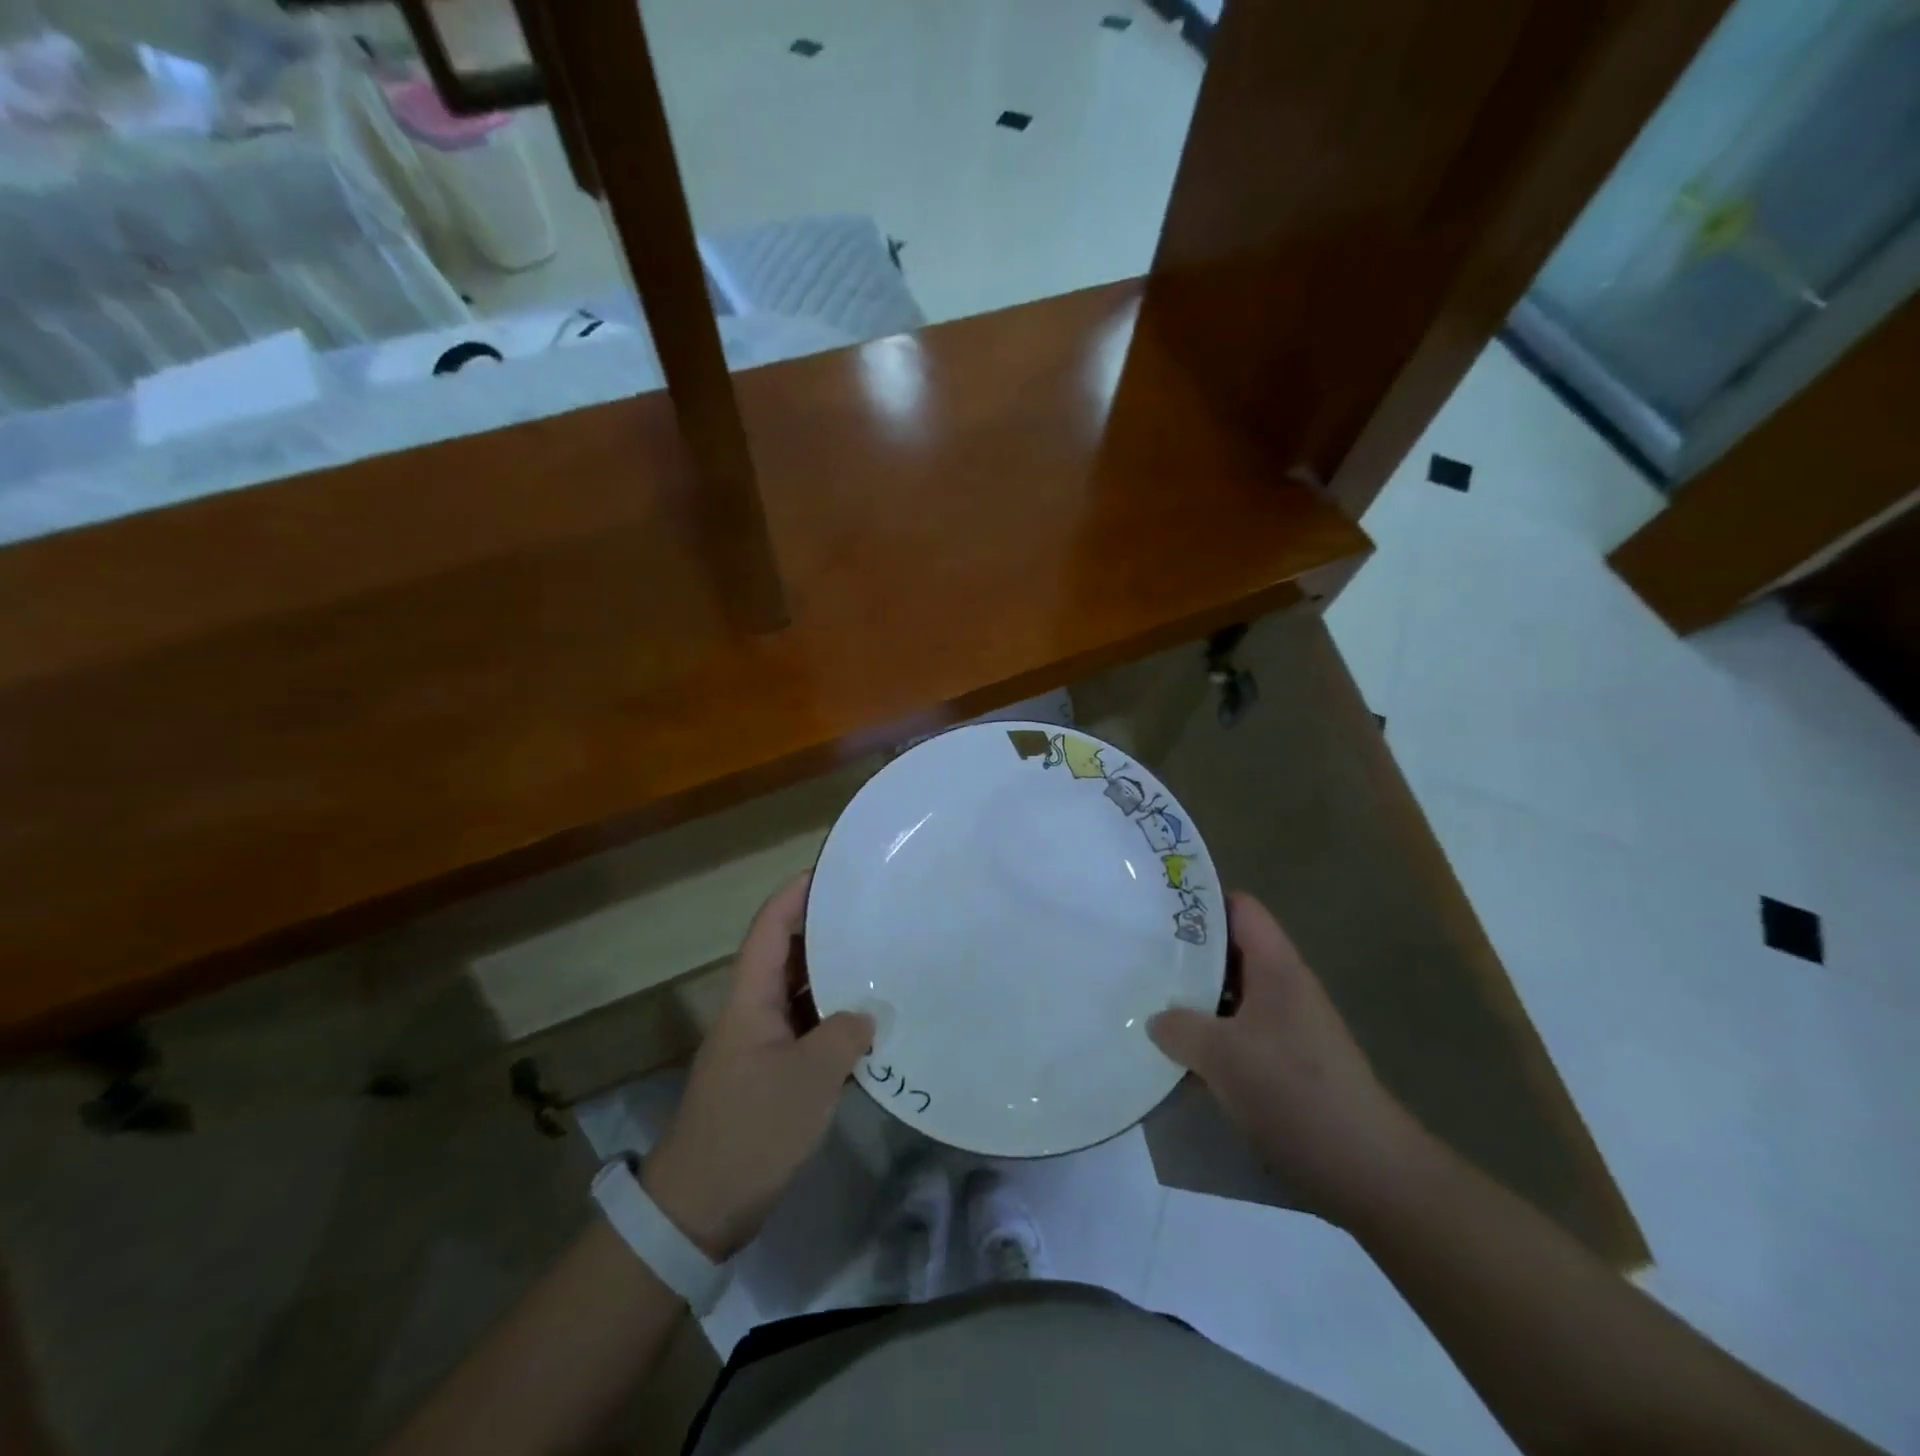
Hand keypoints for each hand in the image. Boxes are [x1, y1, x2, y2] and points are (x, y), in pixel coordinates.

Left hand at [642, 873, 872, 1260]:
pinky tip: (869, 1025)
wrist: (700, 1207)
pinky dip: (834, 1022)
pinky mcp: (770, 1075)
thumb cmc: (752, 1128)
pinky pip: (806, 1031)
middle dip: (824, 931)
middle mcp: (752, 1011)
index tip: (831, 872)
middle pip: (786, 955)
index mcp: (750, 999)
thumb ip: (845, 1035)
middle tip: (871, 914)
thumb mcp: (810, 1077)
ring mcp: (760, 1044)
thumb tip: (870, 1012)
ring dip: (833, 978)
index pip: (770, 928)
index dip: (795, 895)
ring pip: (799, 995)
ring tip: (879, 960)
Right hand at [1149, 891, 1424, 1223]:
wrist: (1365, 1170)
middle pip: (1231, 952)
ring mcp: (1288, 1028)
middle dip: (1187, 954)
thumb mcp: (1221, 1055)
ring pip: (1231, 997)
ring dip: (1195, 1001)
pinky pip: (1239, 1035)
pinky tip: (1178, 1057)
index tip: (1157, 909)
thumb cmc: (1293, 1092)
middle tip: (1141, 957)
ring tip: (1147, 1003)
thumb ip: (1179, 1028)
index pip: (1240, 909)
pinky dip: (1210, 1039)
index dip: (1201, 902)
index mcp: (1277, 968)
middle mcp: (1284, 989)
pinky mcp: (1287, 1065)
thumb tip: (1156, 1020)